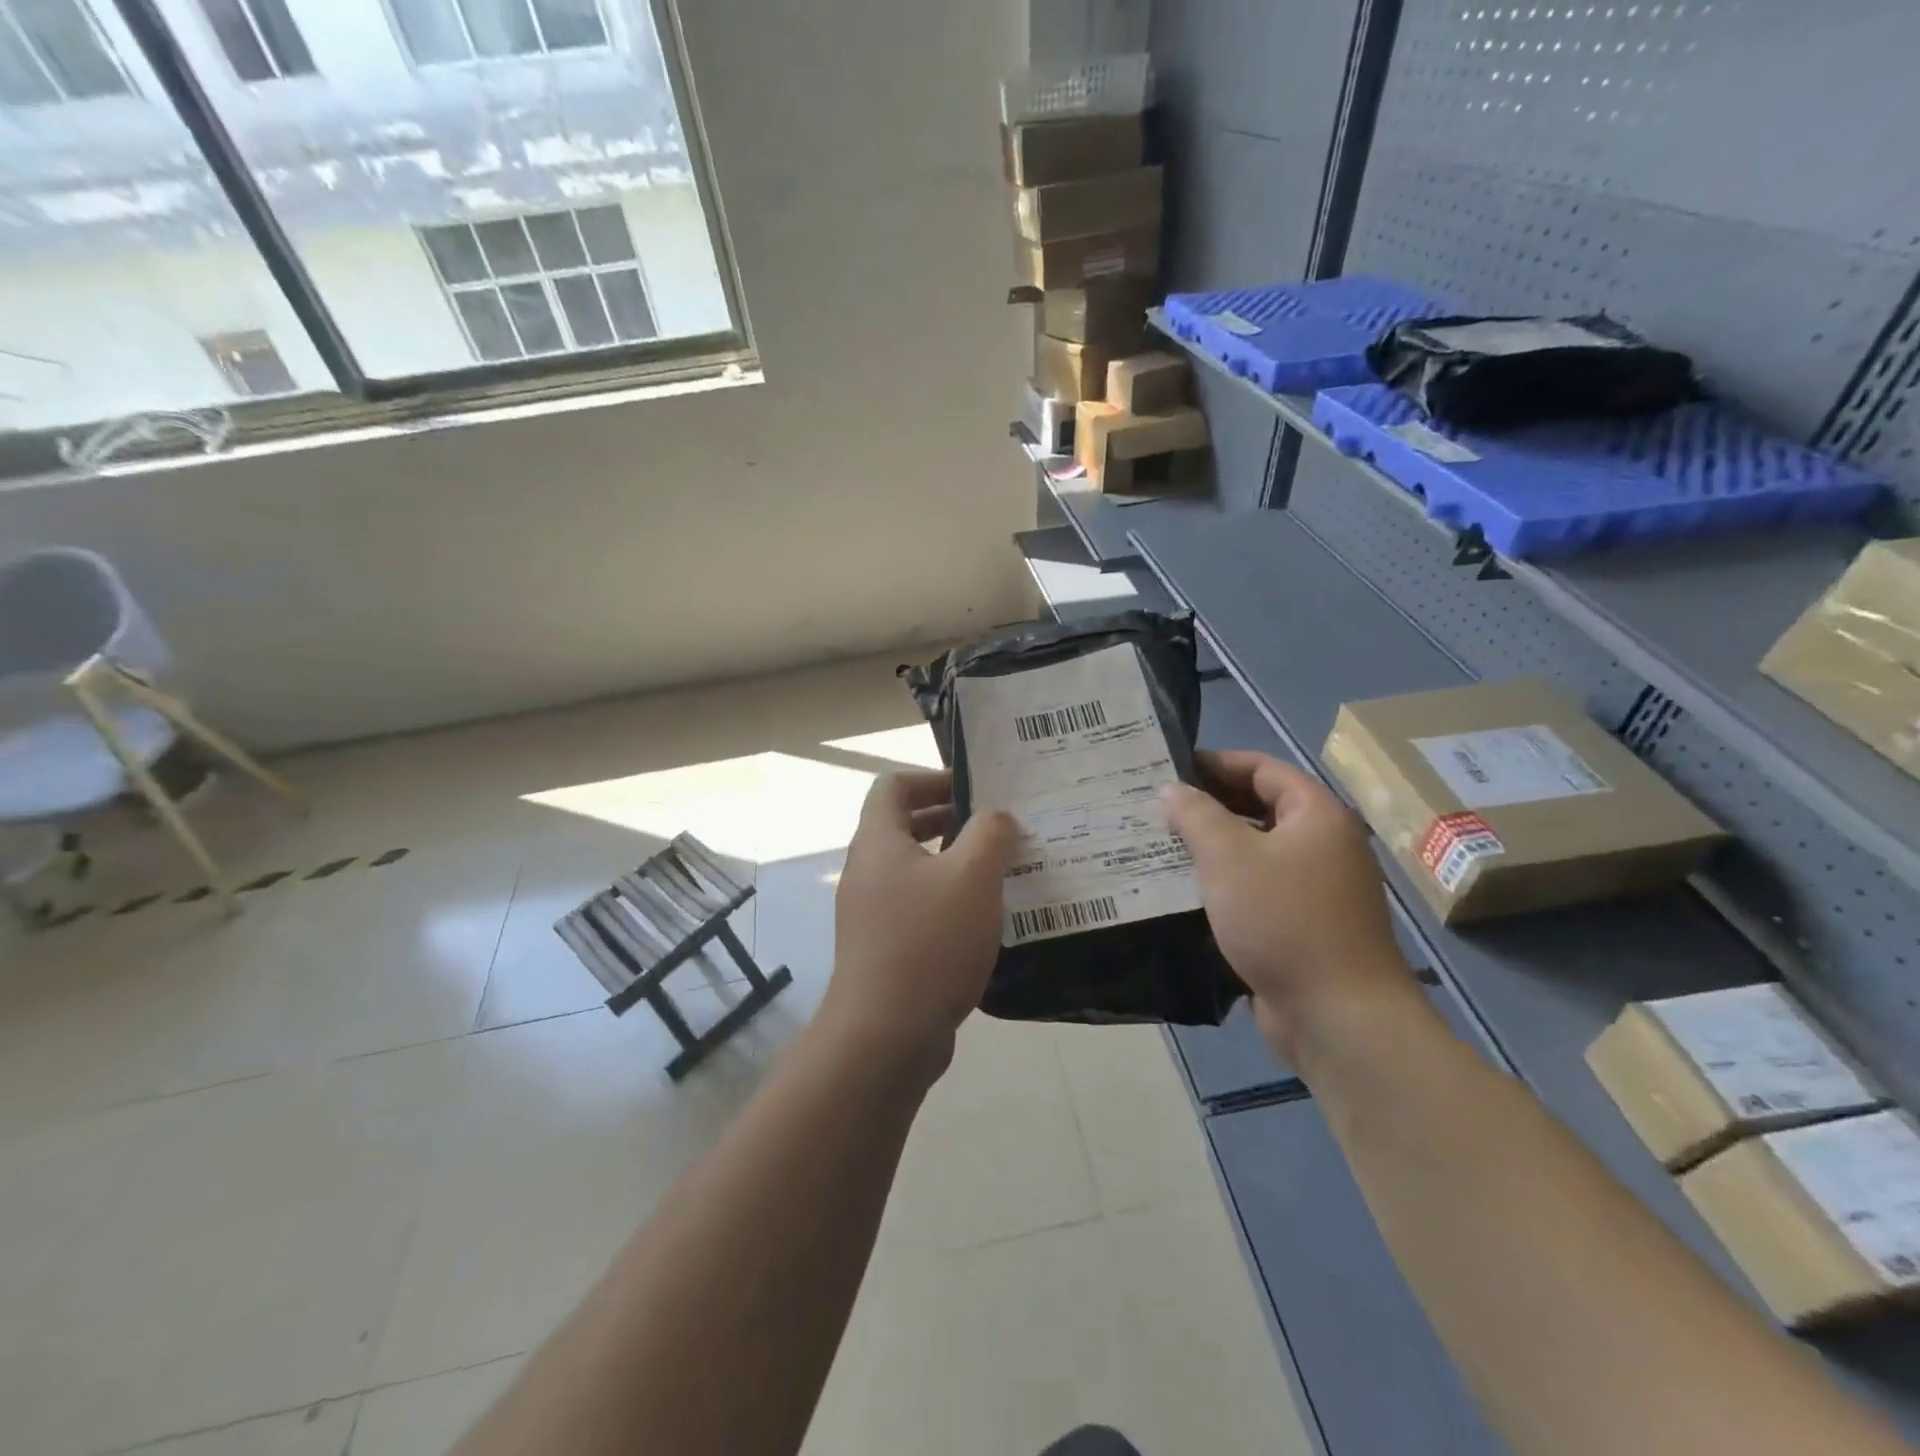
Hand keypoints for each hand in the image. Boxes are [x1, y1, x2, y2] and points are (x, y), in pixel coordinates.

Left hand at [820, 770, 1017, 1068]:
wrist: (885, 1035)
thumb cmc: (929, 941)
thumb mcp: (973, 876)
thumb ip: (991, 834)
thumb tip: (997, 817)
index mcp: (878, 841)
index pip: (893, 784)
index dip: (932, 777)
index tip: (975, 791)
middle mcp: (867, 870)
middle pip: (903, 825)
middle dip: (950, 819)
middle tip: (998, 828)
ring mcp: (871, 912)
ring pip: (914, 868)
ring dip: (954, 862)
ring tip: (1001, 871)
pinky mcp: (883, 948)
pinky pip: (917, 906)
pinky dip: (948, 900)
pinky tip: (984, 920)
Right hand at [1162, 751, 1416, 1055]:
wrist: (1339, 1015)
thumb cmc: (1283, 920)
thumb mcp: (1228, 858)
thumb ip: (1196, 815)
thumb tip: (1172, 788)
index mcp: (1316, 815)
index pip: (1263, 769)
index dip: (1217, 762)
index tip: (1170, 766)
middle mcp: (1322, 845)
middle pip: (1260, 809)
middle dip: (1209, 805)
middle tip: (1156, 806)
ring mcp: (1315, 888)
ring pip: (1255, 852)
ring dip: (1212, 847)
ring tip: (1160, 844)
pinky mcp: (1302, 925)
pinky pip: (1257, 889)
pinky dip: (1224, 883)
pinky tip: (1183, 890)